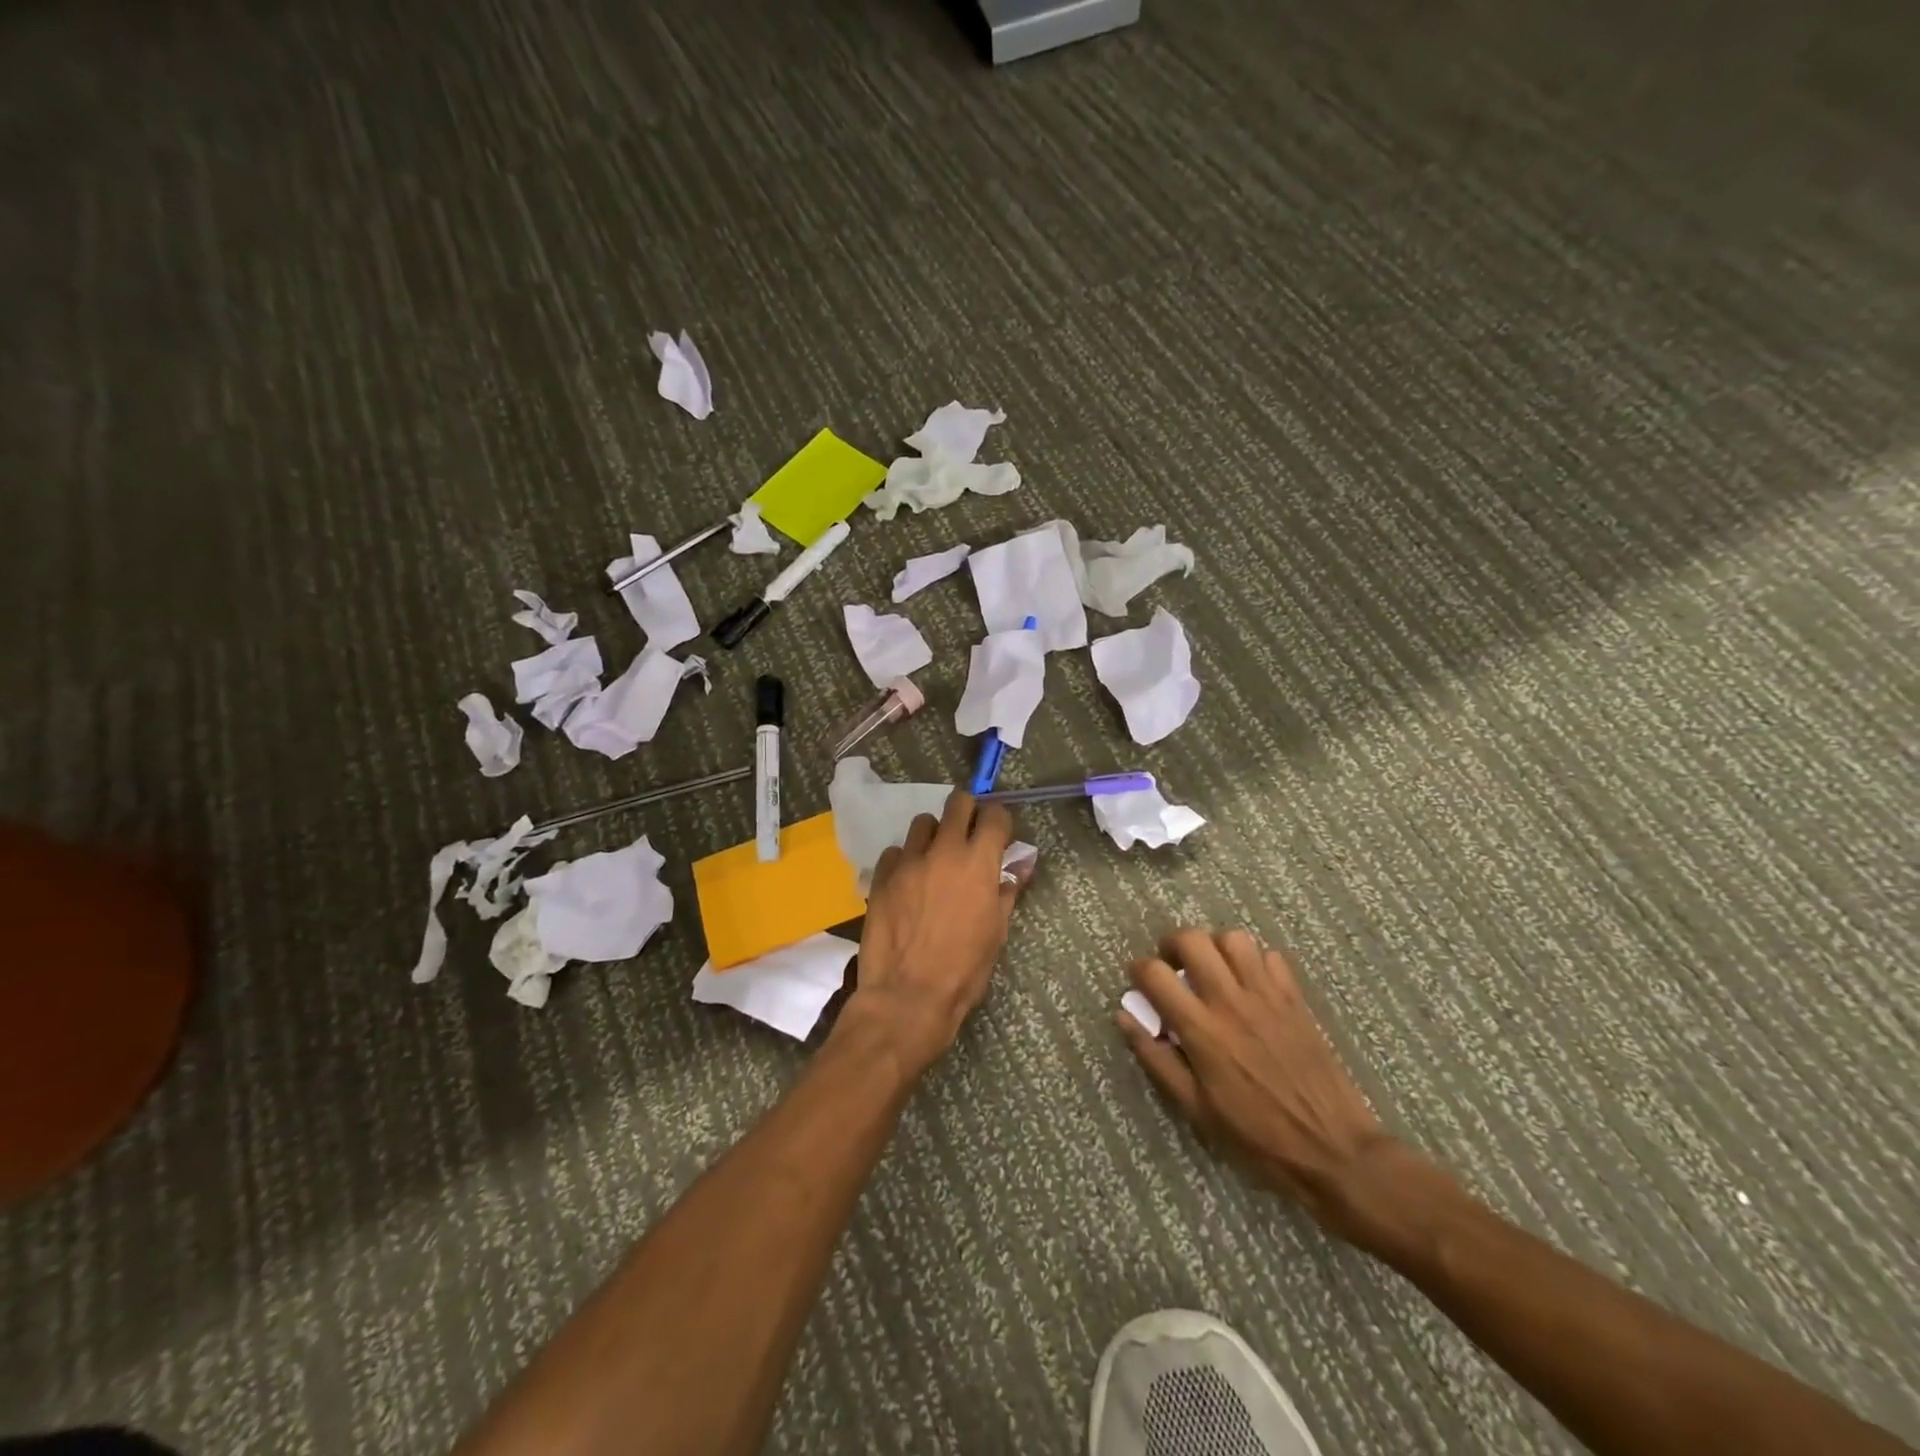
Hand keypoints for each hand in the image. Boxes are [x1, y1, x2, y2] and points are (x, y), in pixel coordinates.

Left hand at [844, 790, 1025, 1076]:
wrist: (908, 995)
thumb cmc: (963, 969)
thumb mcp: (996, 932)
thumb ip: (1007, 891)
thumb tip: (1020, 866)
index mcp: (978, 863)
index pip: (994, 815)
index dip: (999, 820)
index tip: (998, 834)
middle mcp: (944, 851)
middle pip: (957, 803)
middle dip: (967, 812)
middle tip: (968, 834)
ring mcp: (908, 861)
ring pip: (922, 823)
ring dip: (934, 834)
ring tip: (935, 859)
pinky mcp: (881, 876)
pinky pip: (895, 851)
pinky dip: (905, 859)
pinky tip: (908, 882)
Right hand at [1121, 929, 1423, 1246]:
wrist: (1332, 1149)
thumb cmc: (1256, 1135)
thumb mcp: (1195, 1108)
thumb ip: (1156, 1058)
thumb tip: (1124, 1018)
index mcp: (1201, 1029)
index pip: (1156, 974)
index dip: (1138, 969)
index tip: (1137, 980)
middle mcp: (1231, 1001)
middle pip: (1192, 940)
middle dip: (1172, 945)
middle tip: (1172, 967)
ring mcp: (1267, 995)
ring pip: (1233, 939)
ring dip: (1214, 947)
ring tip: (1211, 969)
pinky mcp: (1295, 998)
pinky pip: (1270, 957)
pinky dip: (1253, 961)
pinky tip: (1249, 984)